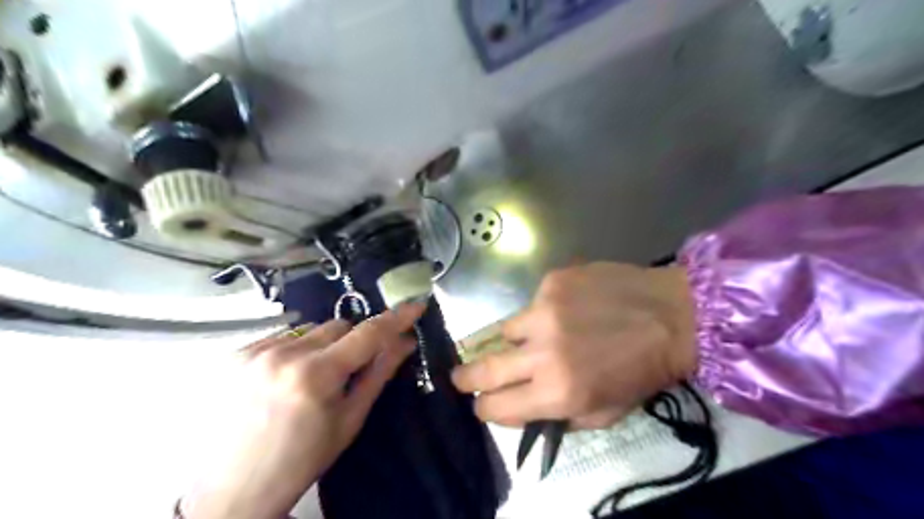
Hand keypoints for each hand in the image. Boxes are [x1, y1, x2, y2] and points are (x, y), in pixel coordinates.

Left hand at [187, 302, 425, 518]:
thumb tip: (405, 342)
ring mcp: (256, 351)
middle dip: (351, 342)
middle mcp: (285, 353)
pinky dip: (294, 350)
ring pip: (310, 328)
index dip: (396, 318)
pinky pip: (282, 336)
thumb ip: (379, 374)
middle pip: (338, 325)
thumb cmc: (301, 460)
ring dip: (321, 345)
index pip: (368, 333)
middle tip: (346, 371)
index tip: (415, 305)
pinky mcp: (236, 353)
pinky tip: (284, 378)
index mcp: (317, 375)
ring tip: (309, 379)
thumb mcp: (349, 421)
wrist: (232, 491)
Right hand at [451, 263, 696, 429]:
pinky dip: (543, 312)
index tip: (483, 403)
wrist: (673, 315)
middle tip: (459, 377)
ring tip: (543, 336)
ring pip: (506, 330)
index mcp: (558, 392)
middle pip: (484, 368)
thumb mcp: (604, 413)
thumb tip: (521, 408)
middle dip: (466, 377)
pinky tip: (571, 309)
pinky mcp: (552, 281)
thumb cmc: (642, 370)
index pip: (496, 406)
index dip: (484, 408)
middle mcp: (543, 351)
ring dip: (517, 339)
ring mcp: (544, 310)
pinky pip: (532, 304)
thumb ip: (558, 416)